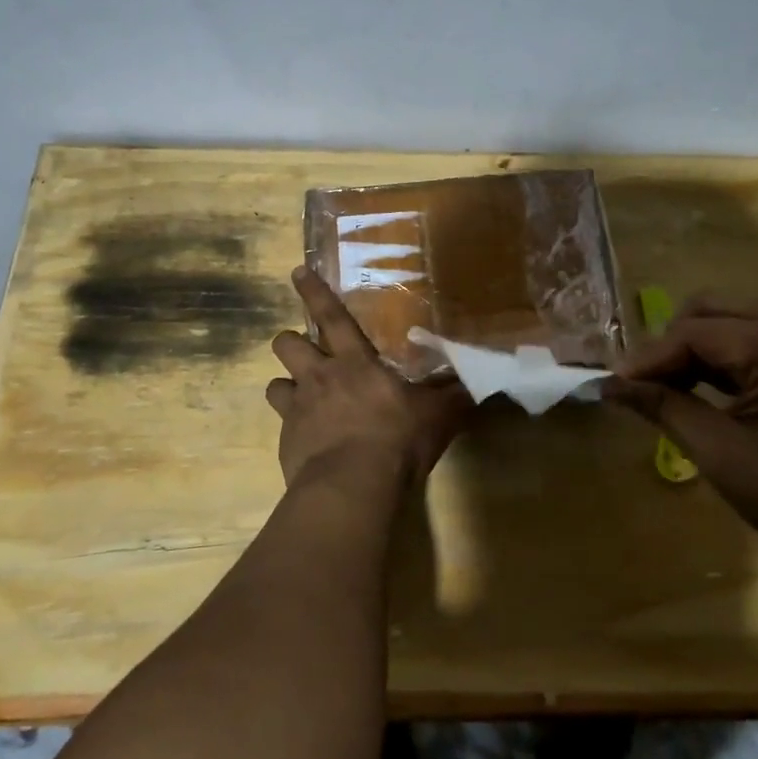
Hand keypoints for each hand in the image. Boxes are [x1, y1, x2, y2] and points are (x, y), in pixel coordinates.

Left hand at [266, 267, 471, 490]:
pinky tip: (309, 442)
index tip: (297, 272)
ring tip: (301, 397)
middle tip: (304, 352)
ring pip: (274, 383)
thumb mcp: (436, 415)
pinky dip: (292, 428)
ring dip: (286, 386)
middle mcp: (319, 377)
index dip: (314, 292)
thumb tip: (483, 383)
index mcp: (354, 362)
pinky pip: (281, 425)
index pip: (331, 316)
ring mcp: (297, 410)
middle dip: (290, 341)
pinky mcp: (286, 441)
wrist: (352, 486)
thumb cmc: (396, 439)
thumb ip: (453, 396)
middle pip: (286, 343)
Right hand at [606, 300, 757, 564]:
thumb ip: (664, 409)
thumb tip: (610, 386)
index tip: (613, 386)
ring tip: (663, 389)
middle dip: (667, 346)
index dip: (647, 358)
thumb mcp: (722, 455)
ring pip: (725, 320)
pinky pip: (747, 337)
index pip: (692, 333)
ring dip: (689, 349)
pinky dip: (716, 357)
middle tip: (640, 386)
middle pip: (707, 311)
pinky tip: (697, 388)